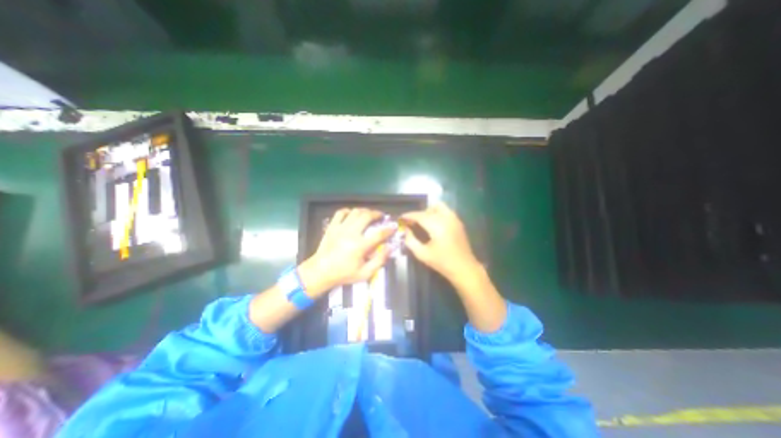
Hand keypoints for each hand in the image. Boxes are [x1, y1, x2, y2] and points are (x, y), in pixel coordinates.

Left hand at [300, 208, 396, 297]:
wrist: (320, 272)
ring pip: (355, 212)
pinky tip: (352, 214)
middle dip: (377, 214)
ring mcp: (340, 228)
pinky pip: (340, 213)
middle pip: (367, 216)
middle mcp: (351, 233)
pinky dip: (348, 211)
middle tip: (381, 216)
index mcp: (360, 246)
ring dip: (365, 211)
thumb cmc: (343, 274)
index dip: (389, 229)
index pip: (379, 233)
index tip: (393, 227)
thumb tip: (390, 248)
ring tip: (369, 214)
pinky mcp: (332, 226)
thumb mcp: (365, 273)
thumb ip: (379, 260)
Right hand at [402, 202, 506, 331]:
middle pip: (428, 209)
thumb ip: (411, 241)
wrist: (464, 268)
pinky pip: (445, 211)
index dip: (409, 215)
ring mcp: (454, 219)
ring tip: (423, 222)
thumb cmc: (442, 263)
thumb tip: (406, 230)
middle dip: (418, 214)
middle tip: (411, 222)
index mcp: (437, 226)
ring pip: (439, 206)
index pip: (419, 215)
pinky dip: (437, 213)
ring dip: (428, 211)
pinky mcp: (458, 222)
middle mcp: (446, 218)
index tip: (401, 217)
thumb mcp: (422, 254)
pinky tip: (433, 224)